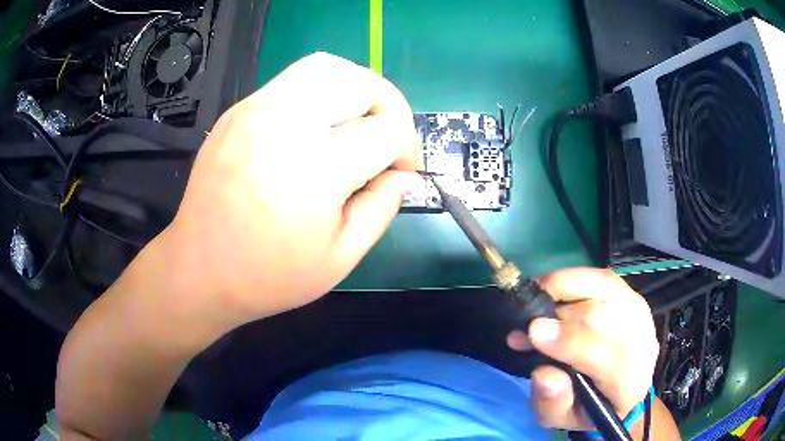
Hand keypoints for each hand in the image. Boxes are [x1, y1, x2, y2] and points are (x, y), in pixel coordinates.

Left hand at [164, 52, 421, 322]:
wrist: (200, 270)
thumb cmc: (269, 276)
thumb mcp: (340, 258)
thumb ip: (382, 208)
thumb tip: (403, 175)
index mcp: (315, 167)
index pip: (386, 132)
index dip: (407, 150)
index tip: (402, 172)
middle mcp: (285, 122)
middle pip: (363, 84)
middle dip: (392, 108)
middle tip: (389, 140)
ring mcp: (256, 109)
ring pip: (328, 66)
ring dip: (359, 89)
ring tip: (361, 120)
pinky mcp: (239, 109)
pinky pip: (294, 78)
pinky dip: (324, 89)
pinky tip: (322, 122)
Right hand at [507, 268, 658, 430]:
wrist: (622, 392)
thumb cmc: (589, 409)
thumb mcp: (563, 419)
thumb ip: (553, 403)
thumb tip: (543, 373)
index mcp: (627, 383)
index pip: (602, 355)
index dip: (567, 340)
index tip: (532, 331)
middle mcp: (641, 343)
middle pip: (602, 315)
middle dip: (560, 313)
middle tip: (526, 320)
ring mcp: (640, 315)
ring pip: (605, 288)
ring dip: (566, 288)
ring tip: (537, 296)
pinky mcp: (633, 298)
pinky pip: (604, 278)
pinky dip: (576, 279)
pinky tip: (555, 288)